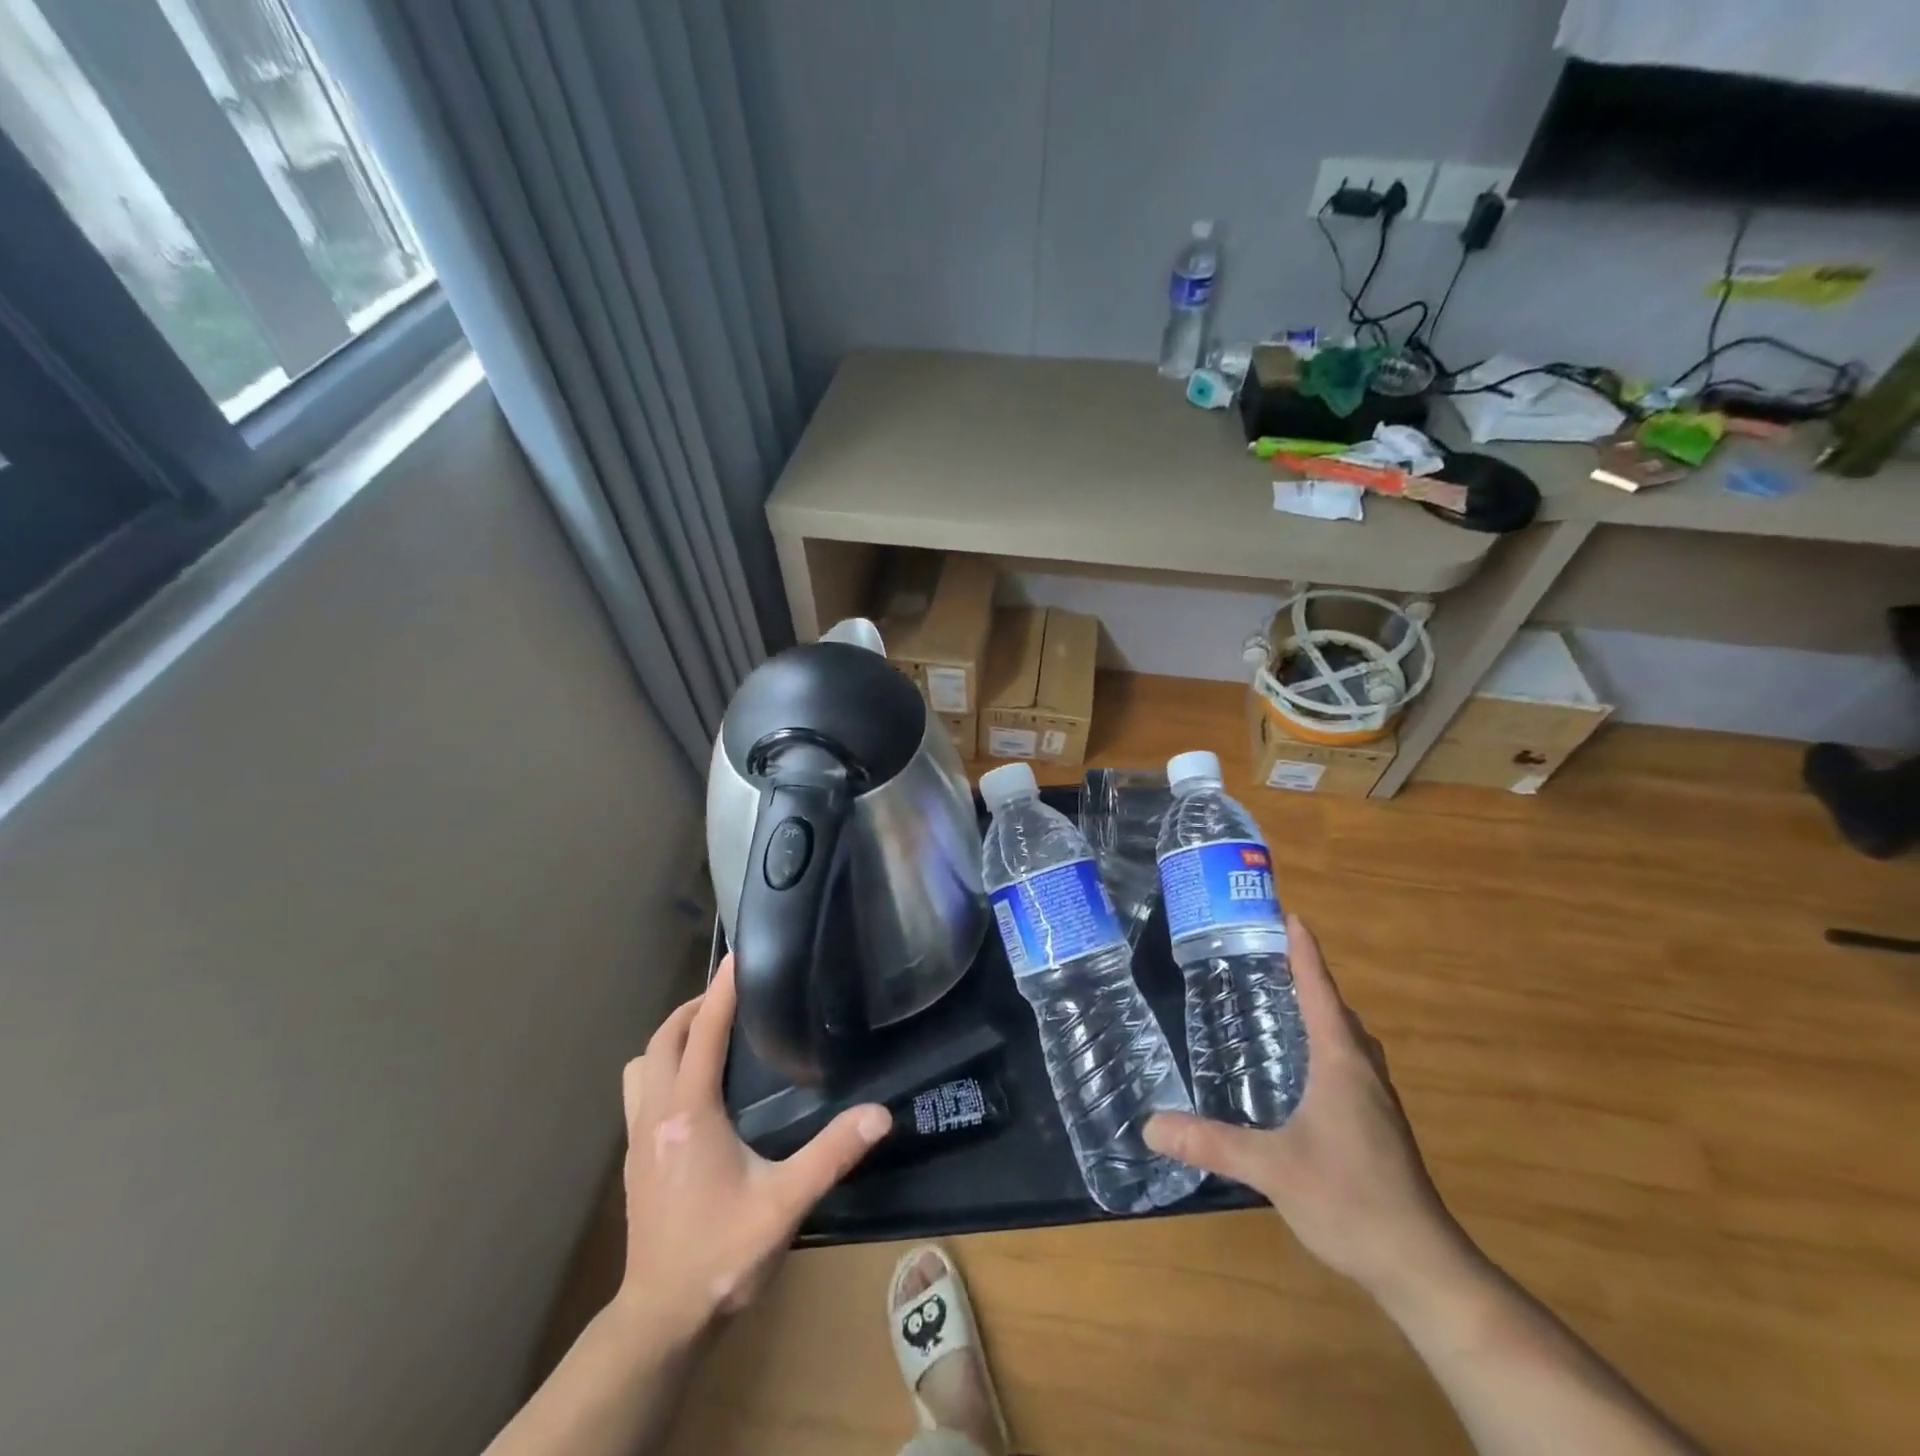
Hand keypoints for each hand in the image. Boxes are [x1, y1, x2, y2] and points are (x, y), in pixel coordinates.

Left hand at [614, 954, 889, 1344]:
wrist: (662, 1320)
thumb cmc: (722, 1254)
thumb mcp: (785, 1204)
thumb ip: (832, 1155)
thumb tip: (880, 1114)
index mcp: (690, 1114)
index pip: (702, 1034)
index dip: (720, 992)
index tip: (737, 957)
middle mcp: (656, 1116)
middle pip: (662, 1040)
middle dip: (693, 1009)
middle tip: (729, 998)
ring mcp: (638, 1140)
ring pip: (641, 1066)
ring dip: (669, 1041)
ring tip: (706, 1037)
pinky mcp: (634, 1162)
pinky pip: (640, 1093)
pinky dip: (662, 1071)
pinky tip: (692, 1093)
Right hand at [1145, 914, 1471, 1302]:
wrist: (1421, 1267)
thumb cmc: (1349, 1200)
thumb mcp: (1271, 1168)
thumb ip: (1211, 1142)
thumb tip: (1150, 1124)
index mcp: (1341, 1064)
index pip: (1320, 992)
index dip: (1305, 953)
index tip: (1291, 916)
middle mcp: (1363, 1072)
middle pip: (1338, 1011)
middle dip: (1309, 979)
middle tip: (1270, 960)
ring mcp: (1377, 1102)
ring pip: (1349, 1040)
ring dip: (1323, 1014)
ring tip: (1283, 1006)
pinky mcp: (1380, 1127)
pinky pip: (1350, 1065)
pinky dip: (1327, 1046)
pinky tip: (1302, 1071)